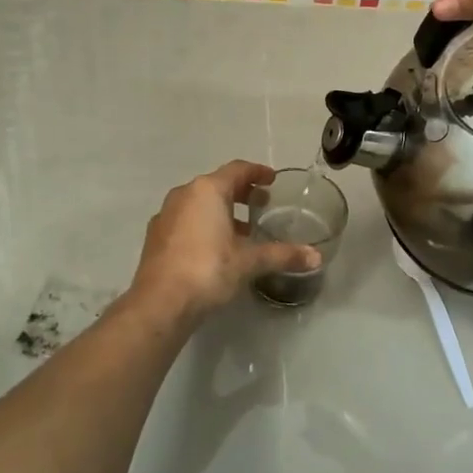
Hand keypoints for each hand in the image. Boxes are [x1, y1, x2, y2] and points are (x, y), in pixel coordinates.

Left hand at [128, 161, 320, 319]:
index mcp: (207, 190)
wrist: (161, 303)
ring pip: (199, 203)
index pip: (237, 170)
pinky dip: (204, 224)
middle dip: (240, 192)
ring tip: (243, 228)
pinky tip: (216, 246)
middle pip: (217, 184)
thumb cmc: (208, 270)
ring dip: (222, 210)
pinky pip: (186, 220)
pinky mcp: (156, 236)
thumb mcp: (249, 261)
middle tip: (261, 202)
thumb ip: (283, 255)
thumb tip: (316, 256)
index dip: (257, 173)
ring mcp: (166, 215)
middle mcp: (184, 195)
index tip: (272, 180)